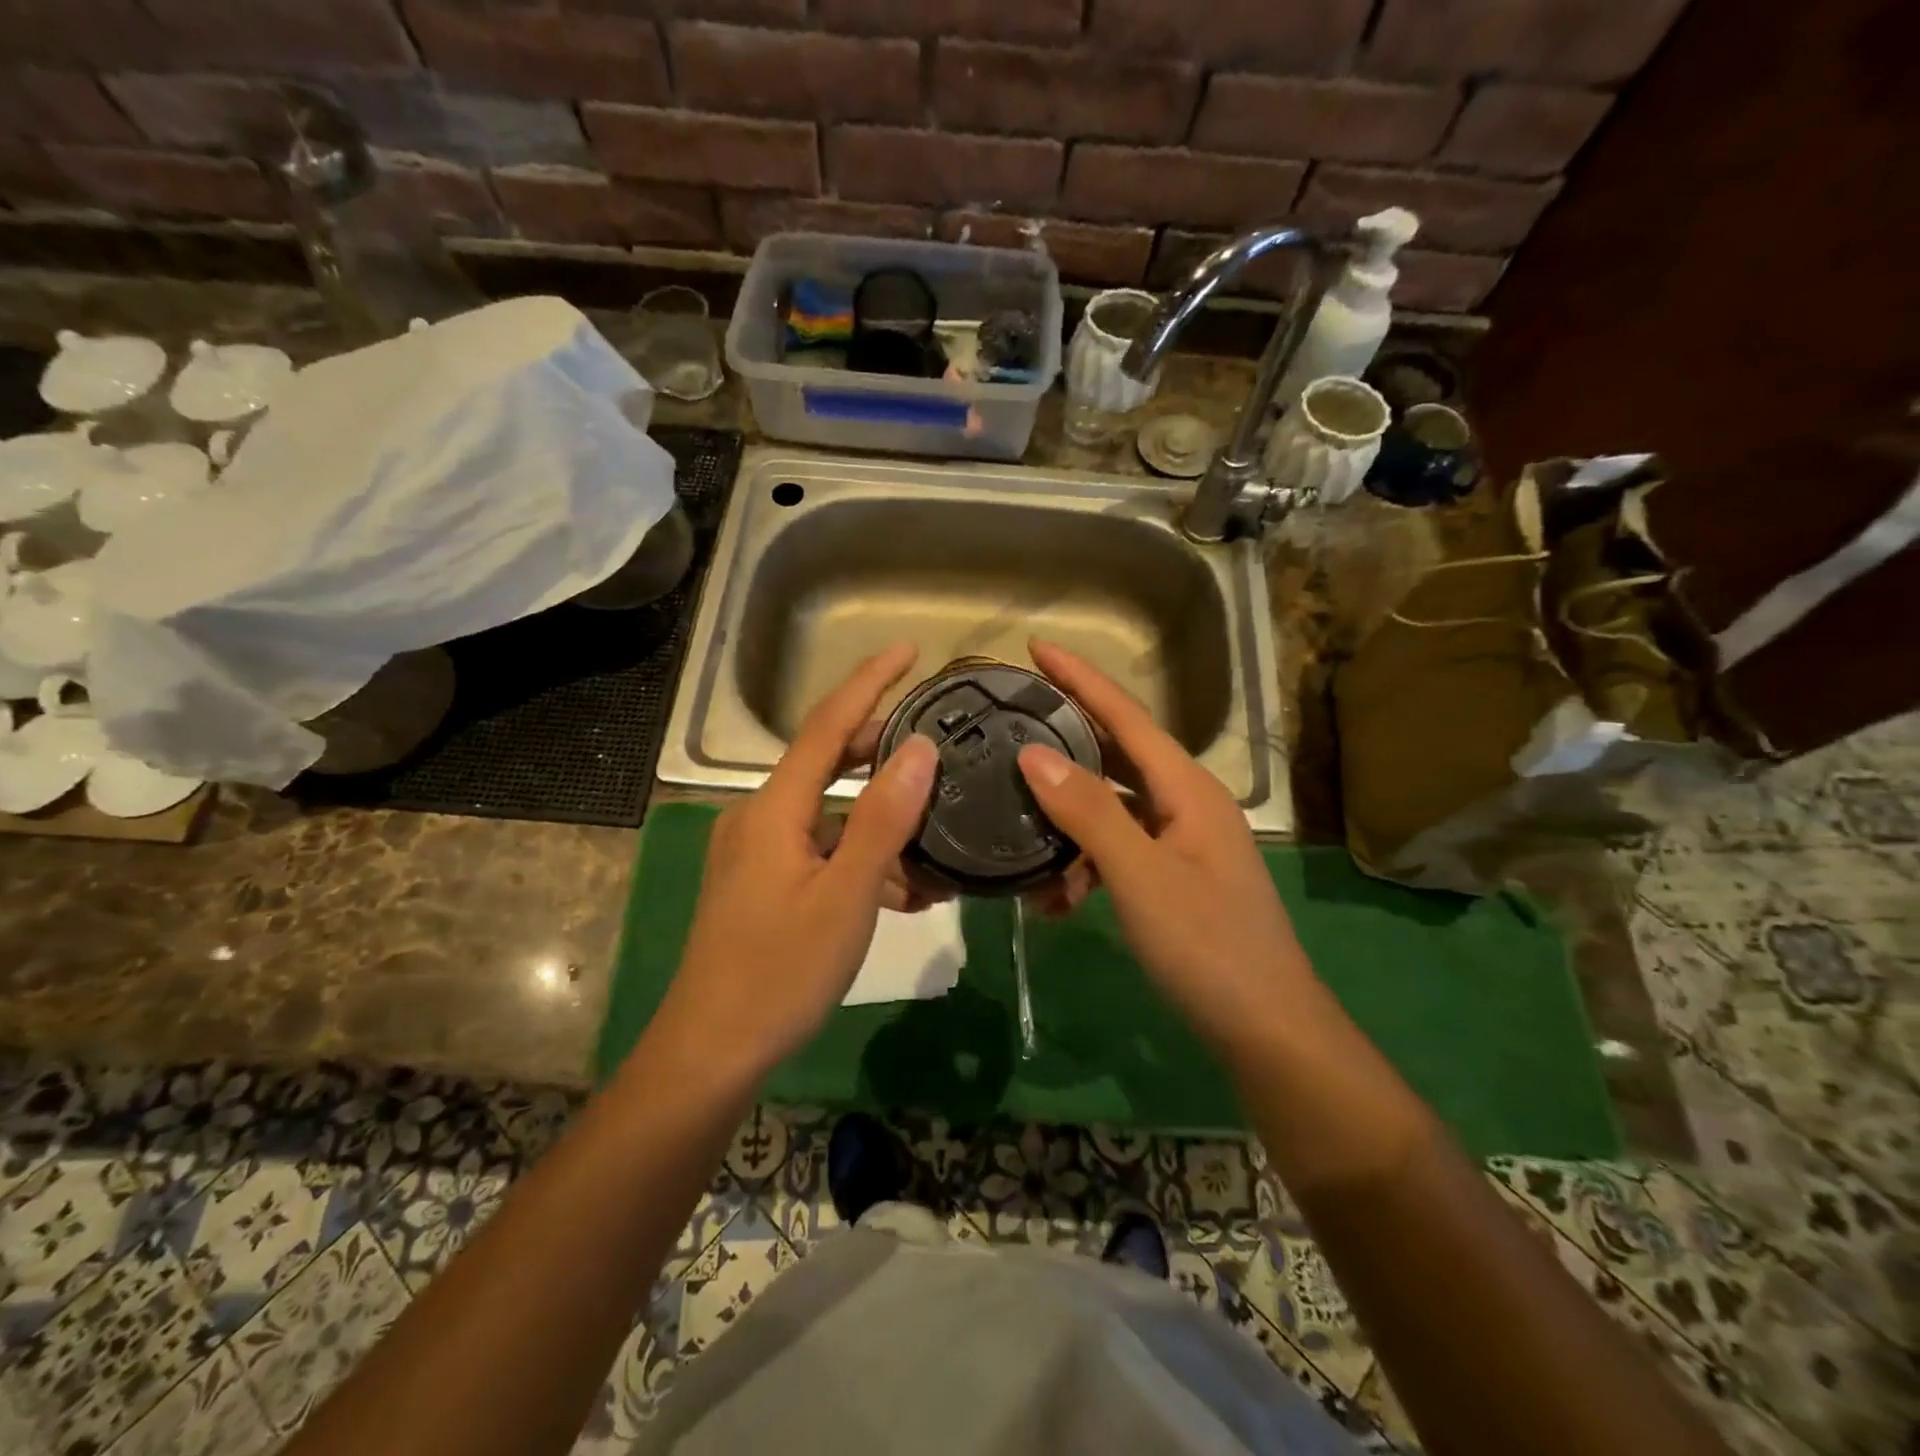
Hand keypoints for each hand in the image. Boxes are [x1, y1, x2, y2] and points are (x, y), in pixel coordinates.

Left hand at [656, 643, 937, 1077]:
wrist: (710, 1051)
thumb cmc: (779, 973)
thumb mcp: (846, 896)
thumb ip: (882, 819)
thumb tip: (918, 748)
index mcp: (775, 809)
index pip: (827, 724)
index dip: (869, 681)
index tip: (908, 649)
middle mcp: (760, 817)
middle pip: (826, 760)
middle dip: (880, 747)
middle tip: (936, 742)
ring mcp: (757, 852)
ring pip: (828, 811)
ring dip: (878, 814)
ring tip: (932, 832)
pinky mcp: (762, 883)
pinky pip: (819, 848)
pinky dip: (859, 853)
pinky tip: (901, 888)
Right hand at [1015, 640, 1317, 1058]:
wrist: (1267, 1031)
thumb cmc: (1208, 946)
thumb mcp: (1140, 876)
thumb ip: (1089, 811)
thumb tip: (1032, 754)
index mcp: (1188, 789)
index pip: (1126, 716)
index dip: (1081, 678)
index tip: (1037, 647)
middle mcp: (1185, 804)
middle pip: (1115, 755)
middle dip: (1065, 741)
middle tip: (1009, 725)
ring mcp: (1180, 843)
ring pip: (1110, 810)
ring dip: (1066, 822)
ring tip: (1016, 833)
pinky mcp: (1171, 879)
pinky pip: (1116, 852)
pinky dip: (1083, 865)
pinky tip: (1052, 899)